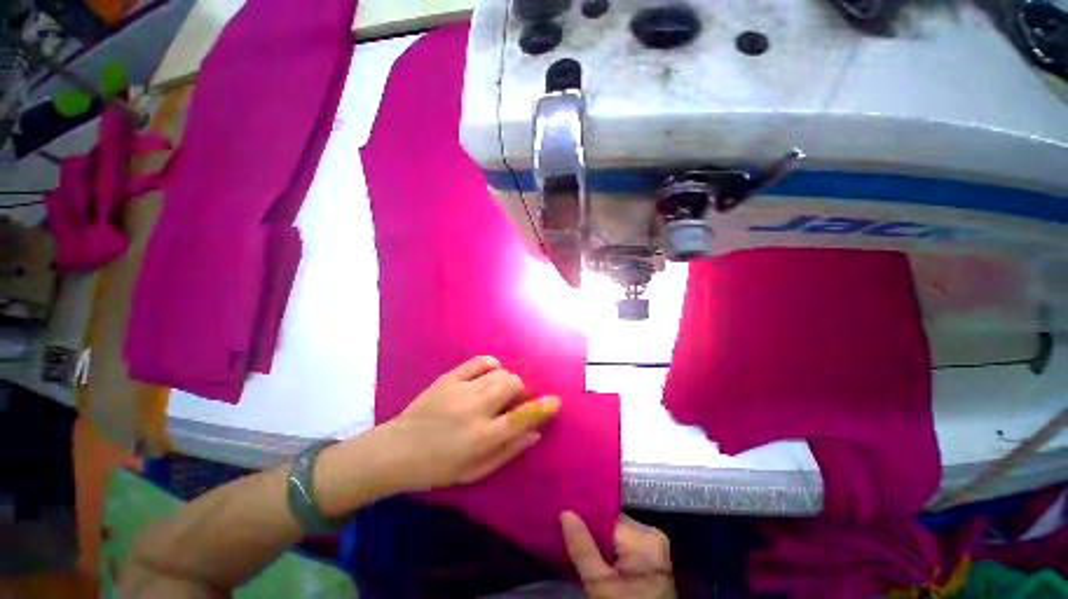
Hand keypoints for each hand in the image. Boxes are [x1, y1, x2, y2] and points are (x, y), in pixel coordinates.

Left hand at [383, 356, 559, 491]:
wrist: (396, 451)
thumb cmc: (437, 468)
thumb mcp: (476, 471)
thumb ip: (509, 451)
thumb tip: (536, 432)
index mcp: (482, 436)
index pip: (523, 416)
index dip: (543, 407)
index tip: (556, 401)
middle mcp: (475, 408)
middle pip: (513, 385)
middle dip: (522, 391)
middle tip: (515, 403)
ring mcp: (461, 389)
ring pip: (500, 373)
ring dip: (508, 381)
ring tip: (499, 393)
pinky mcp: (449, 377)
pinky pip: (479, 362)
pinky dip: (491, 365)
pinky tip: (490, 374)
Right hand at [561, 511, 675, 598]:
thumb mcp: (599, 584)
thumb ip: (582, 548)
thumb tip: (566, 513)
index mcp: (644, 537)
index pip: (606, 517)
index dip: (585, 521)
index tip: (566, 524)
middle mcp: (652, 534)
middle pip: (613, 523)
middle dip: (593, 532)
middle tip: (571, 539)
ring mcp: (655, 544)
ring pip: (618, 531)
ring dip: (601, 540)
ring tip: (583, 548)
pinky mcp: (654, 555)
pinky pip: (627, 542)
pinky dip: (612, 549)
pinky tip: (599, 557)